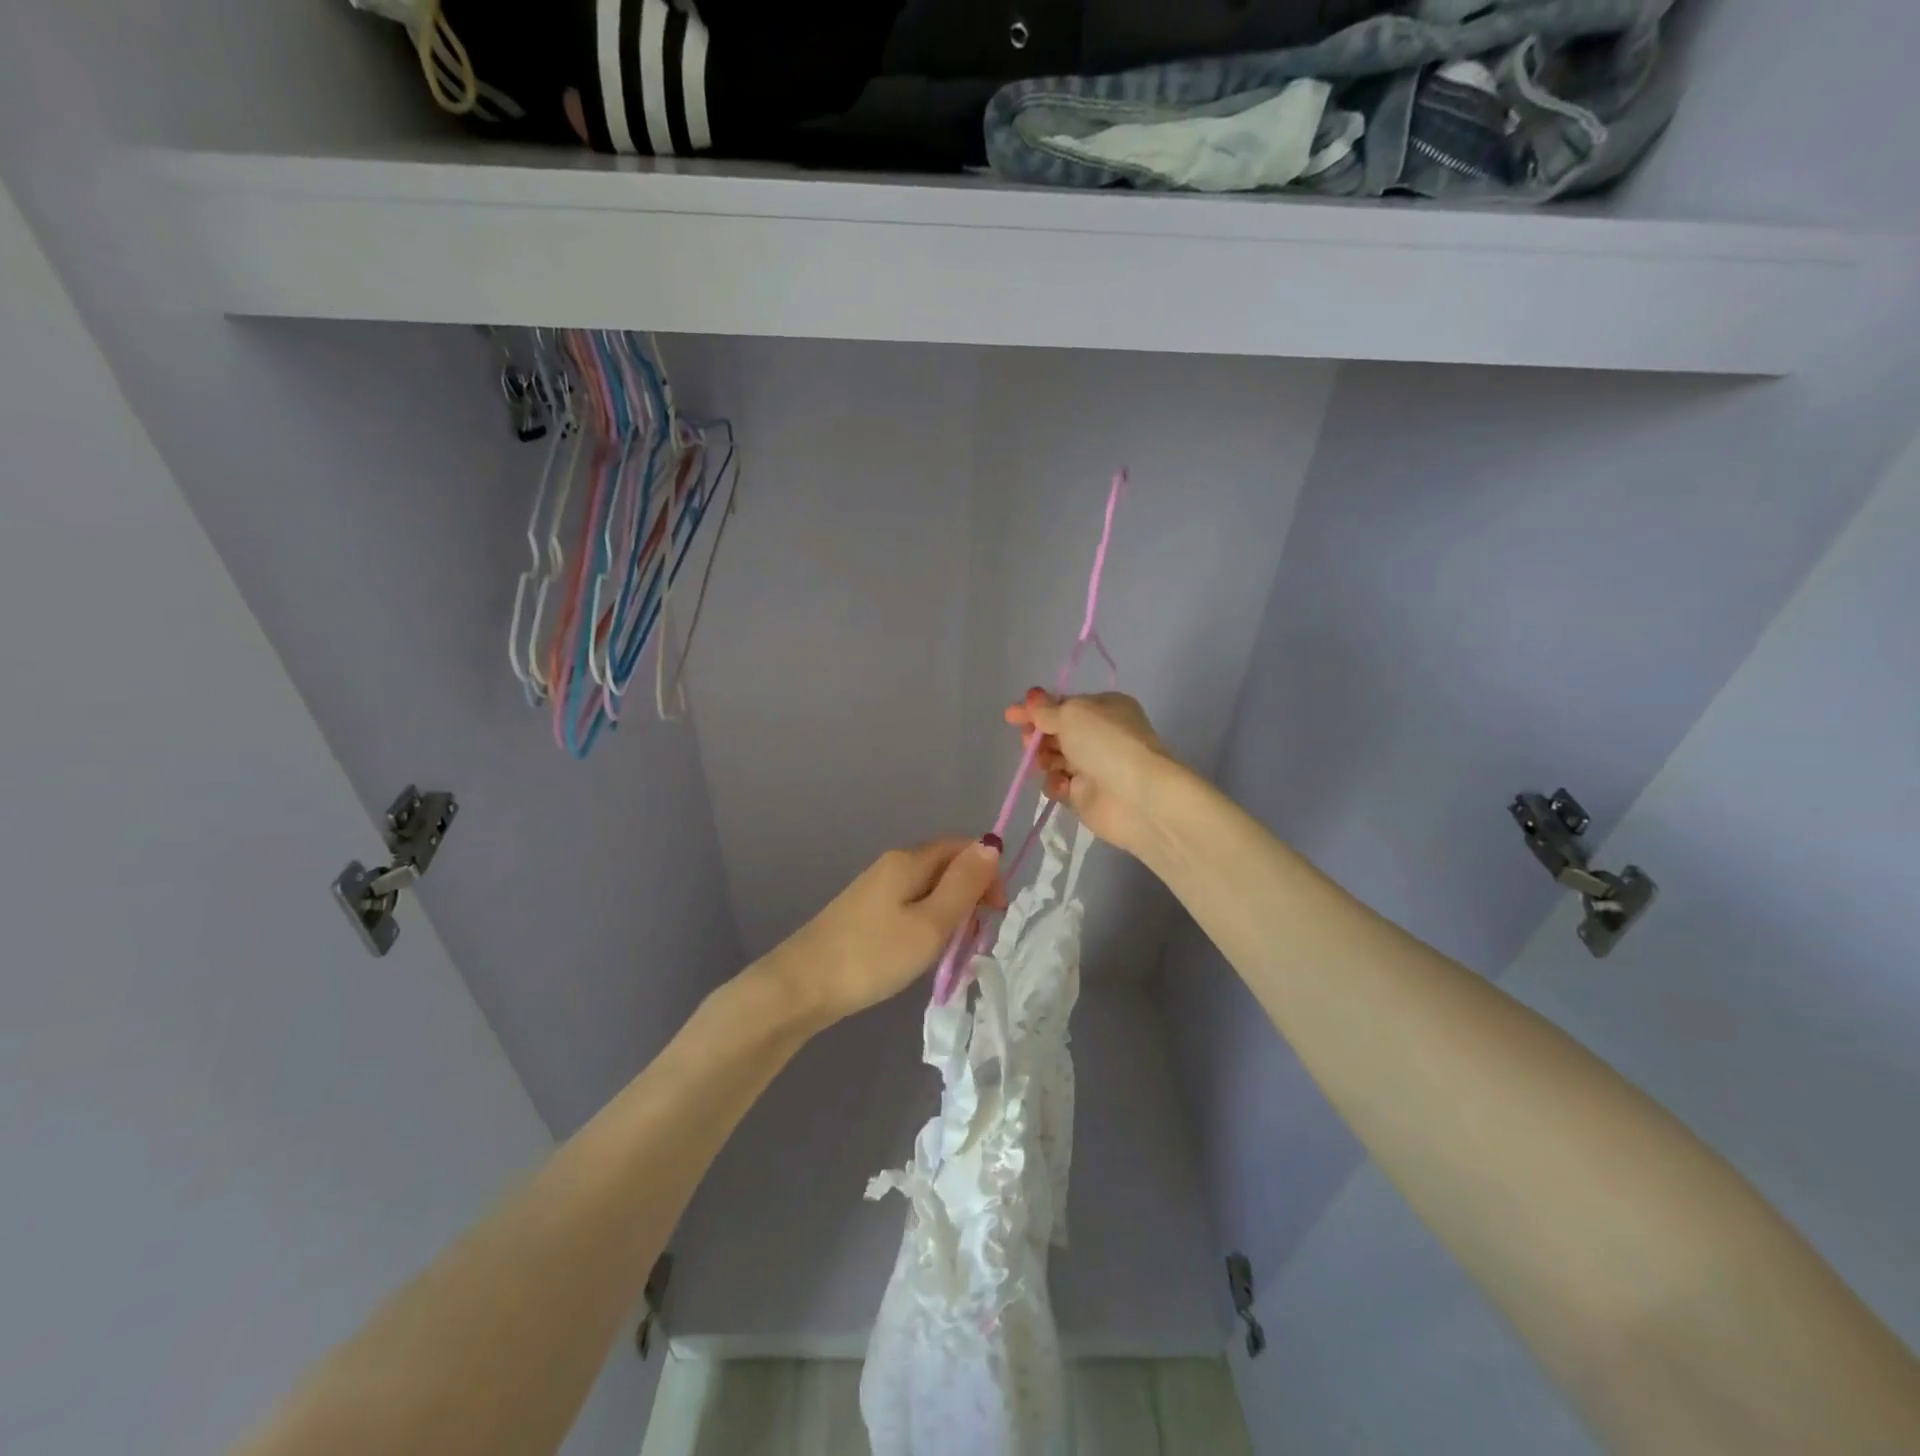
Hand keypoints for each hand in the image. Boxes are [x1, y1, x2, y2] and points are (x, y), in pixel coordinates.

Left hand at [760, 839, 1006, 1027]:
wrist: (802, 986)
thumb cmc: (873, 956)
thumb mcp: (931, 924)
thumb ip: (964, 885)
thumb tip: (991, 844)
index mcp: (909, 860)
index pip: (962, 846)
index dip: (988, 872)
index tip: (997, 912)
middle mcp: (892, 864)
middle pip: (946, 866)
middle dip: (971, 894)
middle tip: (978, 936)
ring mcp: (876, 888)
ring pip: (929, 888)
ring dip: (951, 912)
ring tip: (955, 948)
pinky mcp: (865, 912)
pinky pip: (910, 905)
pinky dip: (929, 921)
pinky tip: (926, 949)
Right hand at [1003, 689, 1180, 856]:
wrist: (1138, 796)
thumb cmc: (1106, 743)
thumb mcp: (1073, 714)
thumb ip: (1047, 709)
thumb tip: (1032, 696)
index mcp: (1104, 708)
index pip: (1064, 705)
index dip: (1037, 709)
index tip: (1011, 715)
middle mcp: (1100, 735)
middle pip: (1056, 733)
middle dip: (1038, 736)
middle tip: (1028, 742)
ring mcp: (1093, 767)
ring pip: (1054, 759)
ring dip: (1044, 760)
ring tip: (1045, 764)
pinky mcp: (1086, 796)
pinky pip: (1059, 786)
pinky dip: (1056, 784)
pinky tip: (1063, 786)